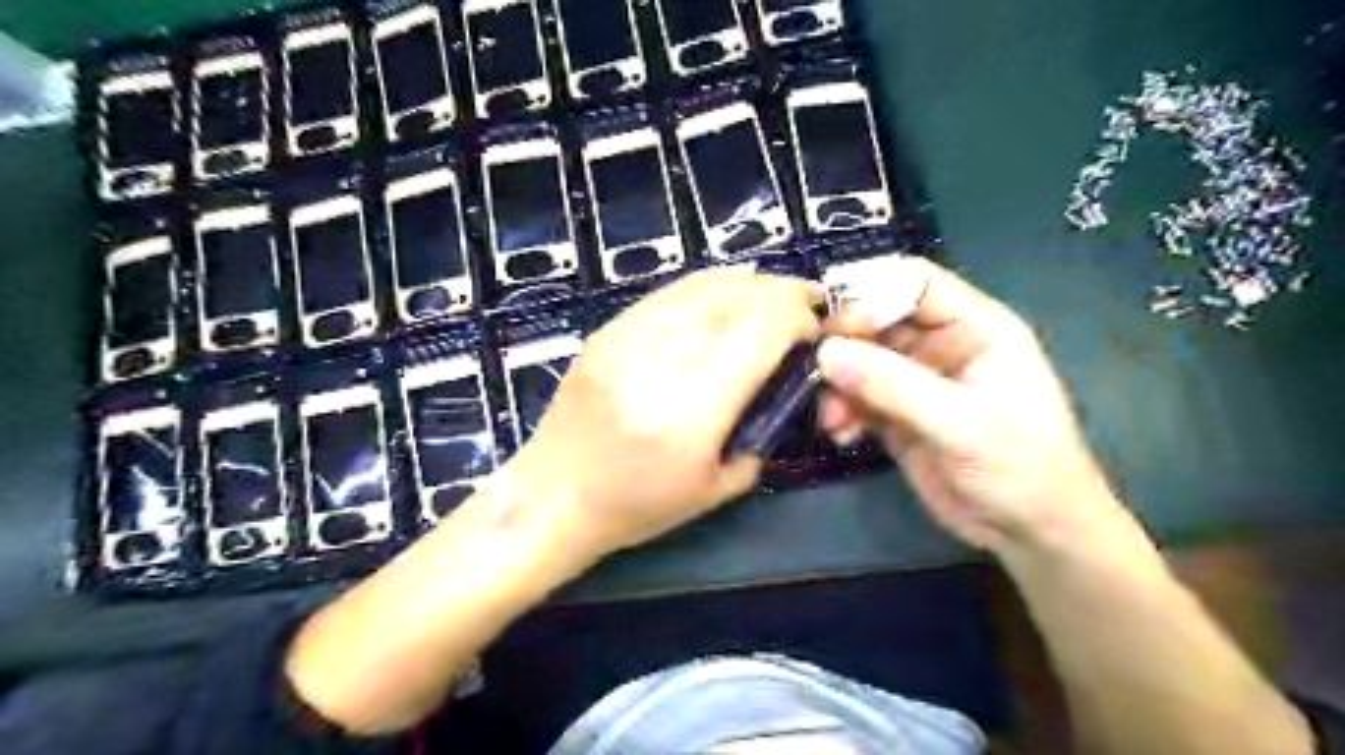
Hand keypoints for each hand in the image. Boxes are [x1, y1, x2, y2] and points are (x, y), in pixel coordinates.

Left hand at [509, 269, 813, 556]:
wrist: (553, 495)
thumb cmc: (637, 506)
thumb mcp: (717, 489)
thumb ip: (761, 432)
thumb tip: (783, 383)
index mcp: (693, 410)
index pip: (761, 333)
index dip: (798, 319)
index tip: (816, 327)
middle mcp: (661, 362)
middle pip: (736, 299)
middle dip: (782, 293)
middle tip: (806, 301)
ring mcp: (627, 339)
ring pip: (702, 286)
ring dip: (748, 283)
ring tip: (772, 292)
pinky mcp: (607, 331)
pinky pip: (668, 293)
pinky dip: (708, 287)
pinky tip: (725, 293)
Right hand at [814, 256, 1120, 554]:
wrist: (1031, 533)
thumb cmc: (1020, 467)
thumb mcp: (961, 423)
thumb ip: (894, 385)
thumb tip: (827, 352)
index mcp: (974, 327)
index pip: (914, 282)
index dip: (871, 291)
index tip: (834, 321)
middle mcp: (940, 345)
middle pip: (877, 319)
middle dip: (845, 342)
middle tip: (817, 367)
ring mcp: (916, 380)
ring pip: (860, 360)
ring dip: (837, 384)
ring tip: (831, 417)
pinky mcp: (897, 414)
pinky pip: (857, 397)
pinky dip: (841, 411)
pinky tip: (841, 435)